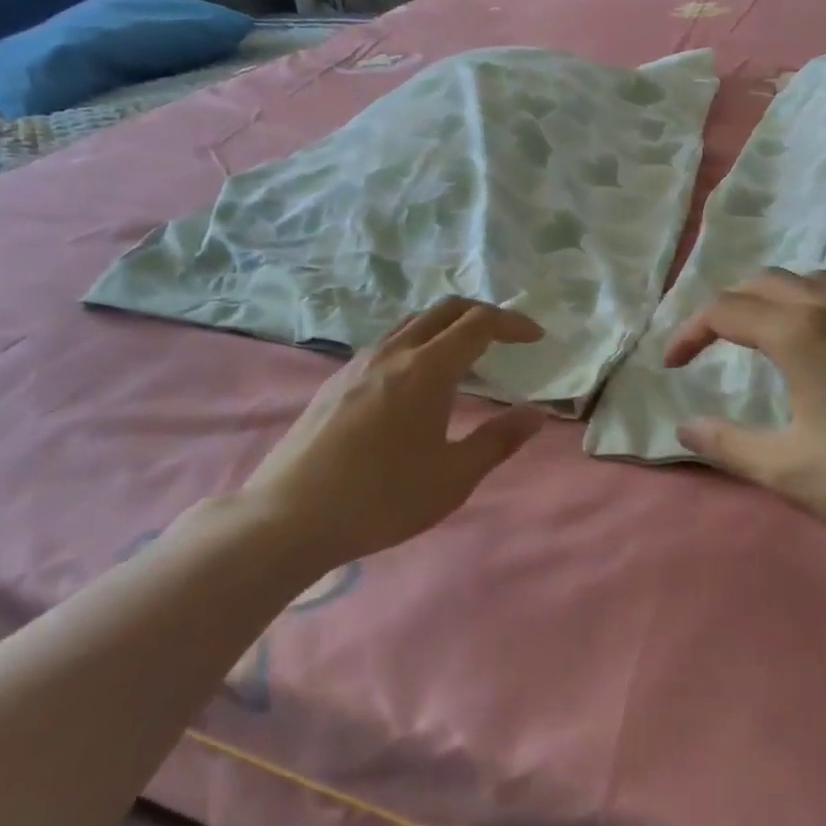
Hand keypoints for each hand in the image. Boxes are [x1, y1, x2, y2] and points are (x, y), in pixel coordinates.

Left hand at [229, 298, 546, 567]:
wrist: (291, 515)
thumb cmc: (382, 498)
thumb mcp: (452, 477)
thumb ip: (499, 440)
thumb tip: (535, 414)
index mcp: (426, 369)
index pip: (478, 323)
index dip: (512, 323)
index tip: (535, 337)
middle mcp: (392, 352)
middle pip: (444, 310)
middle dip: (481, 314)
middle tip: (505, 337)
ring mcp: (358, 363)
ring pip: (411, 323)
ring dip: (445, 326)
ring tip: (464, 356)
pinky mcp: (336, 380)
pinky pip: (387, 343)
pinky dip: (417, 343)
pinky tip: (415, 381)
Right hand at [668, 269, 825, 566]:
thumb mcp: (790, 472)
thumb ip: (728, 445)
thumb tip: (684, 426)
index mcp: (800, 334)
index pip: (725, 310)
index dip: (689, 332)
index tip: (670, 366)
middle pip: (763, 282)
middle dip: (724, 308)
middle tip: (705, 348)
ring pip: (805, 281)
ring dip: (767, 300)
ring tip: (754, 338)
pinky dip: (805, 306)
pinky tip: (813, 350)